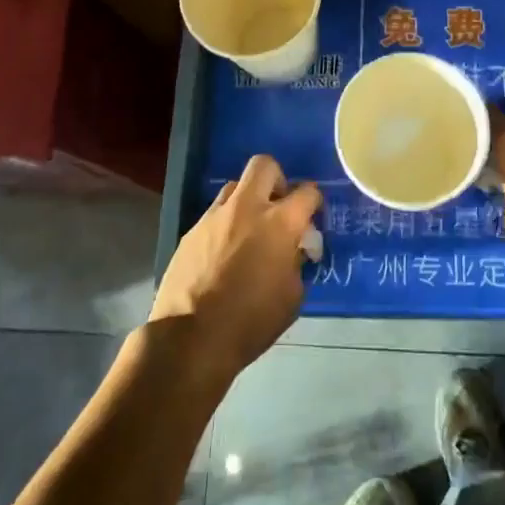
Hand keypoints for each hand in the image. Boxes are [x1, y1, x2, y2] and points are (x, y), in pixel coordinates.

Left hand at [150, 155, 319, 382]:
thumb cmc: (251, 322)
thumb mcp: (292, 297)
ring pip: (235, 185)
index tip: (312, 217)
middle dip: (278, 180)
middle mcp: (248, 207)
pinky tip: (224, 252)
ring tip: (249, 229)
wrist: (191, 338)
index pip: (308, 192)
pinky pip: (214, 213)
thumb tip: (292, 249)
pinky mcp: (191, 230)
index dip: (314, 201)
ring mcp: (215, 216)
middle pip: (265, 166)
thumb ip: (296, 262)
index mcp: (280, 222)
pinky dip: (226, 223)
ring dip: (248, 200)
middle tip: (279, 207)